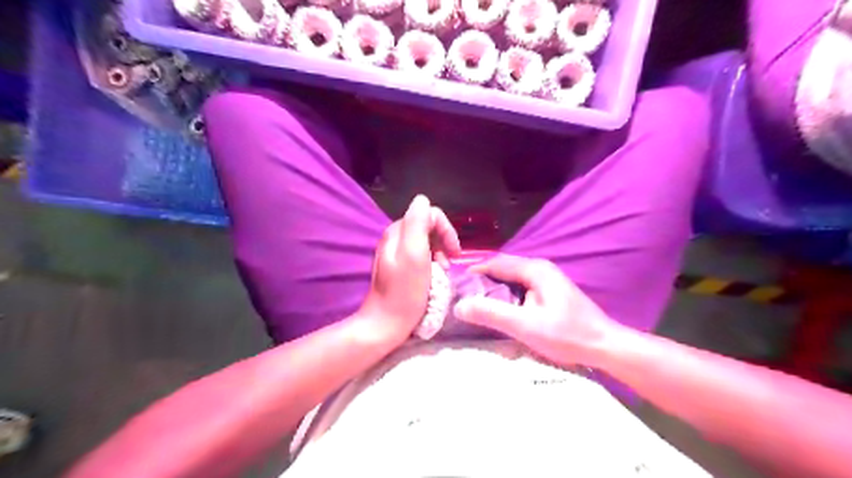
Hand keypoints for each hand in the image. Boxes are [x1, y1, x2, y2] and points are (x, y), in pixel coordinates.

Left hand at [357, 195, 459, 342]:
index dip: (446, 230)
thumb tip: (423, 200)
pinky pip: (422, 256)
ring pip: (427, 242)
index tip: (455, 253)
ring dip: (440, 254)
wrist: (386, 324)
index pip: (429, 214)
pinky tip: (435, 277)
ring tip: (443, 272)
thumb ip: (417, 223)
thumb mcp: (414, 255)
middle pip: (428, 227)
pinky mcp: (400, 268)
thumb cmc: (404, 292)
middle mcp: (395, 238)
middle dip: (444, 242)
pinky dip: (433, 264)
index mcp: (397, 231)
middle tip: (449, 264)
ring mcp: (396, 253)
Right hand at [452, 256, 619, 367]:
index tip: (456, 286)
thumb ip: (492, 314)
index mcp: (534, 270)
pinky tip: (502, 310)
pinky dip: (507, 295)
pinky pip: (521, 287)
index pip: (496, 263)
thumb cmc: (567, 335)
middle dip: (483, 281)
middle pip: (504, 269)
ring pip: (512, 279)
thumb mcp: (525, 326)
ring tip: (477, 304)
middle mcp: (540, 269)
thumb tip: (460, 306)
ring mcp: (547, 280)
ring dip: (495, 288)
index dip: (474, 272)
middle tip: (464, 297)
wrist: (605, 346)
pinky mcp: (551, 292)